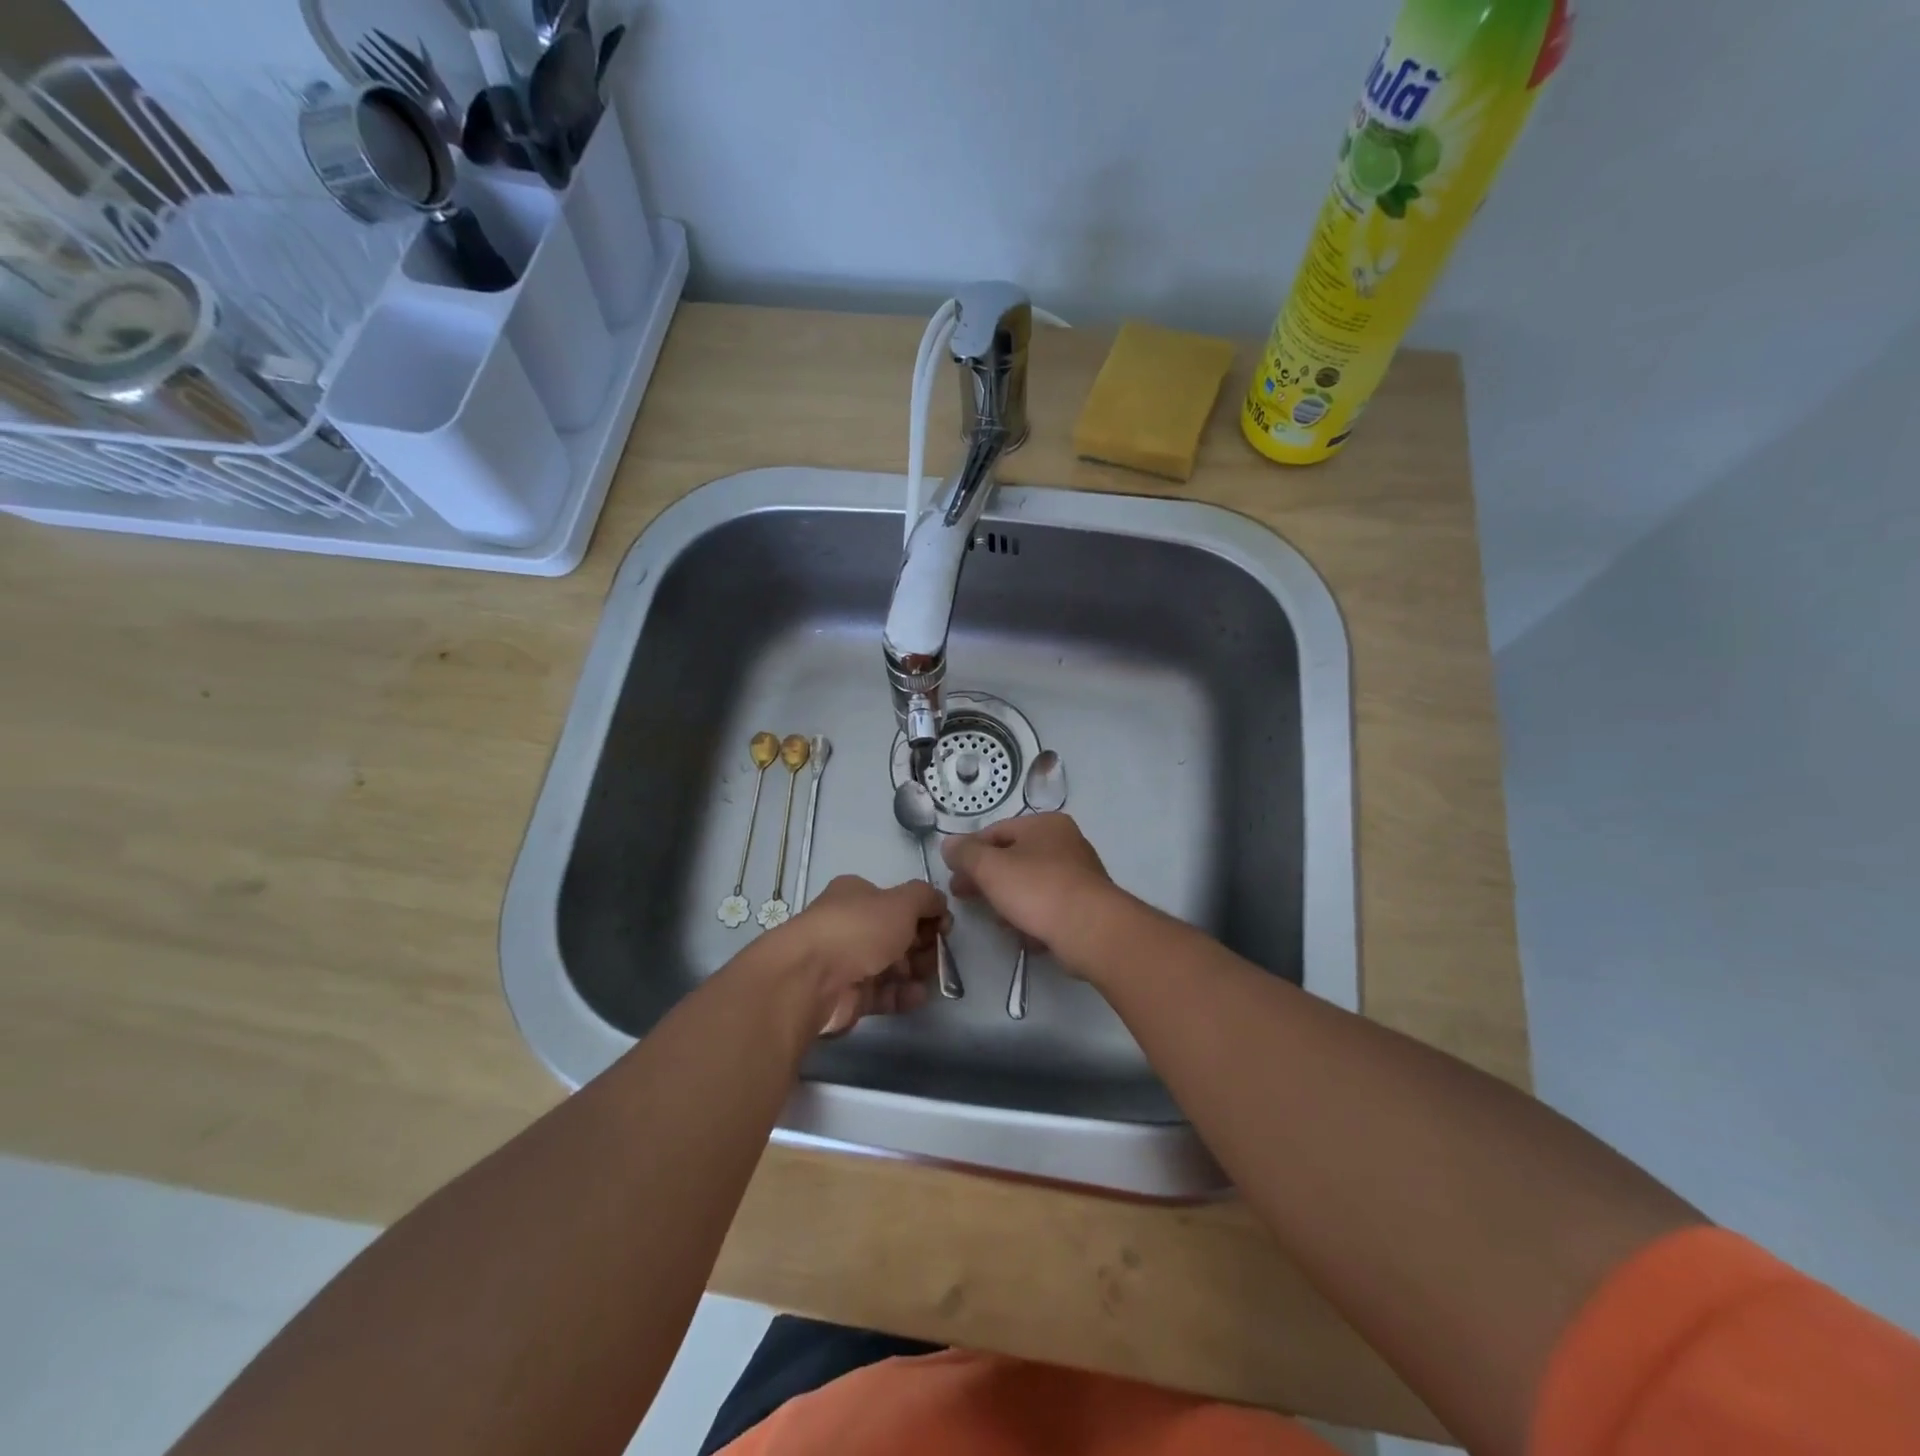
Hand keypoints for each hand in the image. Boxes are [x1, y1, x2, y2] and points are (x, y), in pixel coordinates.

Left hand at [775, 875, 948, 1034]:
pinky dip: (902, 994)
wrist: (811, 979)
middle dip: (922, 944)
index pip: (897, 901)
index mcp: (857, 895)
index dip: (925, 912)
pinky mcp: (847, 996)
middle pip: (896, 934)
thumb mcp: (901, 902)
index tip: (944, 926)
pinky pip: (881, 994)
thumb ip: (926, 898)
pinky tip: (918, 996)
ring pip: (890, 965)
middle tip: (939, 954)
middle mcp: (850, 925)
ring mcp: (847, 962)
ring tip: (931, 976)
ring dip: (915, 970)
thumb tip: (940, 902)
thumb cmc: (858, 929)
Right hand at [940, 813, 1120, 972]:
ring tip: (994, 920)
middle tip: (962, 896)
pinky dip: (1032, 917)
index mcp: (1045, 824)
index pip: (996, 831)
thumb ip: (965, 853)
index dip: (970, 851)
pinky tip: (1021, 934)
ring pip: (1030, 884)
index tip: (952, 874)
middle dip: (985, 878)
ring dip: (1007, 900)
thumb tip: (948, 844)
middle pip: (1013, 858)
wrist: (1092, 930)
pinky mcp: (1085, 905)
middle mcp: (1065, 843)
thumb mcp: (990, 867)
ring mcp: (1078, 875)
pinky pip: (1048, 907)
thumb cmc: (1037, 889)